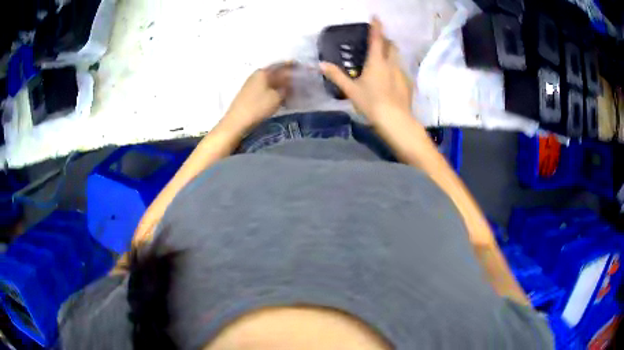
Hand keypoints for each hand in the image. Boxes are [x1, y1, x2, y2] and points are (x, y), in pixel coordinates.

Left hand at [223, 62, 295, 129]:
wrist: (237, 121)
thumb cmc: (258, 106)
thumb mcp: (277, 97)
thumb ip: (286, 88)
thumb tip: (291, 84)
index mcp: (264, 72)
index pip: (281, 65)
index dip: (292, 66)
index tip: (302, 68)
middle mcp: (257, 75)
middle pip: (275, 72)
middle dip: (287, 75)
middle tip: (299, 80)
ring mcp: (252, 84)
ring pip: (271, 81)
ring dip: (281, 84)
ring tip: (292, 89)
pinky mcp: (250, 93)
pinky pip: (266, 88)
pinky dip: (274, 90)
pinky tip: (281, 96)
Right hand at [320, 17, 412, 124]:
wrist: (395, 120)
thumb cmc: (371, 103)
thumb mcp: (351, 90)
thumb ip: (337, 76)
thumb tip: (321, 64)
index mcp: (377, 61)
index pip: (377, 39)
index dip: (376, 27)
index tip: (376, 17)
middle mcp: (391, 63)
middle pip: (391, 45)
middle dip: (385, 40)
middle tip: (378, 42)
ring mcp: (402, 73)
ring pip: (397, 57)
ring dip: (390, 54)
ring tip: (383, 61)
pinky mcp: (408, 83)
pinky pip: (401, 70)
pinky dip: (394, 69)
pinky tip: (389, 80)